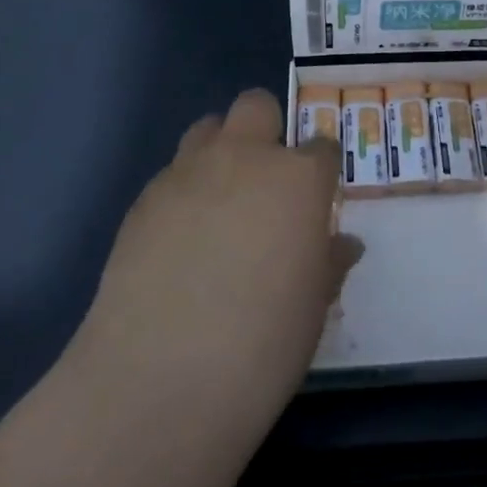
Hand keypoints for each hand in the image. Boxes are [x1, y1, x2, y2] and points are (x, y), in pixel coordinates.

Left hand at [66, 89, 360, 425]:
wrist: (160, 380)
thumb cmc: (263, 345)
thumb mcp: (313, 306)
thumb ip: (328, 262)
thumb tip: (342, 245)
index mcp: (298, 179)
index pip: (321, 148)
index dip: (320, 171)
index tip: (315, 201)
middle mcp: (245, 158)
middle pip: (257, 106)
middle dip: (266, 130)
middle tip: (266, 183)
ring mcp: (189, 172)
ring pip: (208, 128)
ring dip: (220, 151)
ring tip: (219, 203)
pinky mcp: (144, 198)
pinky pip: (173, 174)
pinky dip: (184, 192)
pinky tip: (179, 241)